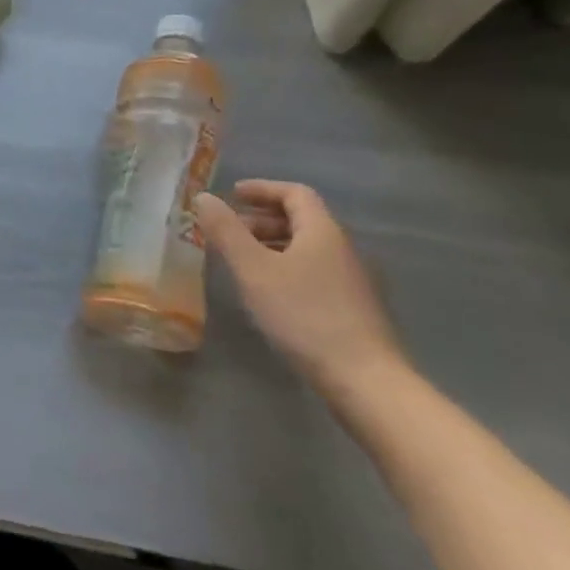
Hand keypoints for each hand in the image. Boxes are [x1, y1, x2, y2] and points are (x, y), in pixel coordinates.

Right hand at [193, 180, 408, 402]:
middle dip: (262, 219)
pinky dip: (286, 267)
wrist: (365, 381)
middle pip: (302, 219)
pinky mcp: (353, 308)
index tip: (232, 194)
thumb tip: (203, 197)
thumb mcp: (253, 269)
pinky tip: (268, 292)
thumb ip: (226, 231)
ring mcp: (352, 280)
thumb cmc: (304, 315)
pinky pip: (314, 271)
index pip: (295, 193)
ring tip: (242, 261)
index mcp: (323, 232)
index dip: (262, 189)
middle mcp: (343, 249)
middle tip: (229, 231)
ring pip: (307, 248)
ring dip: (272, 244)